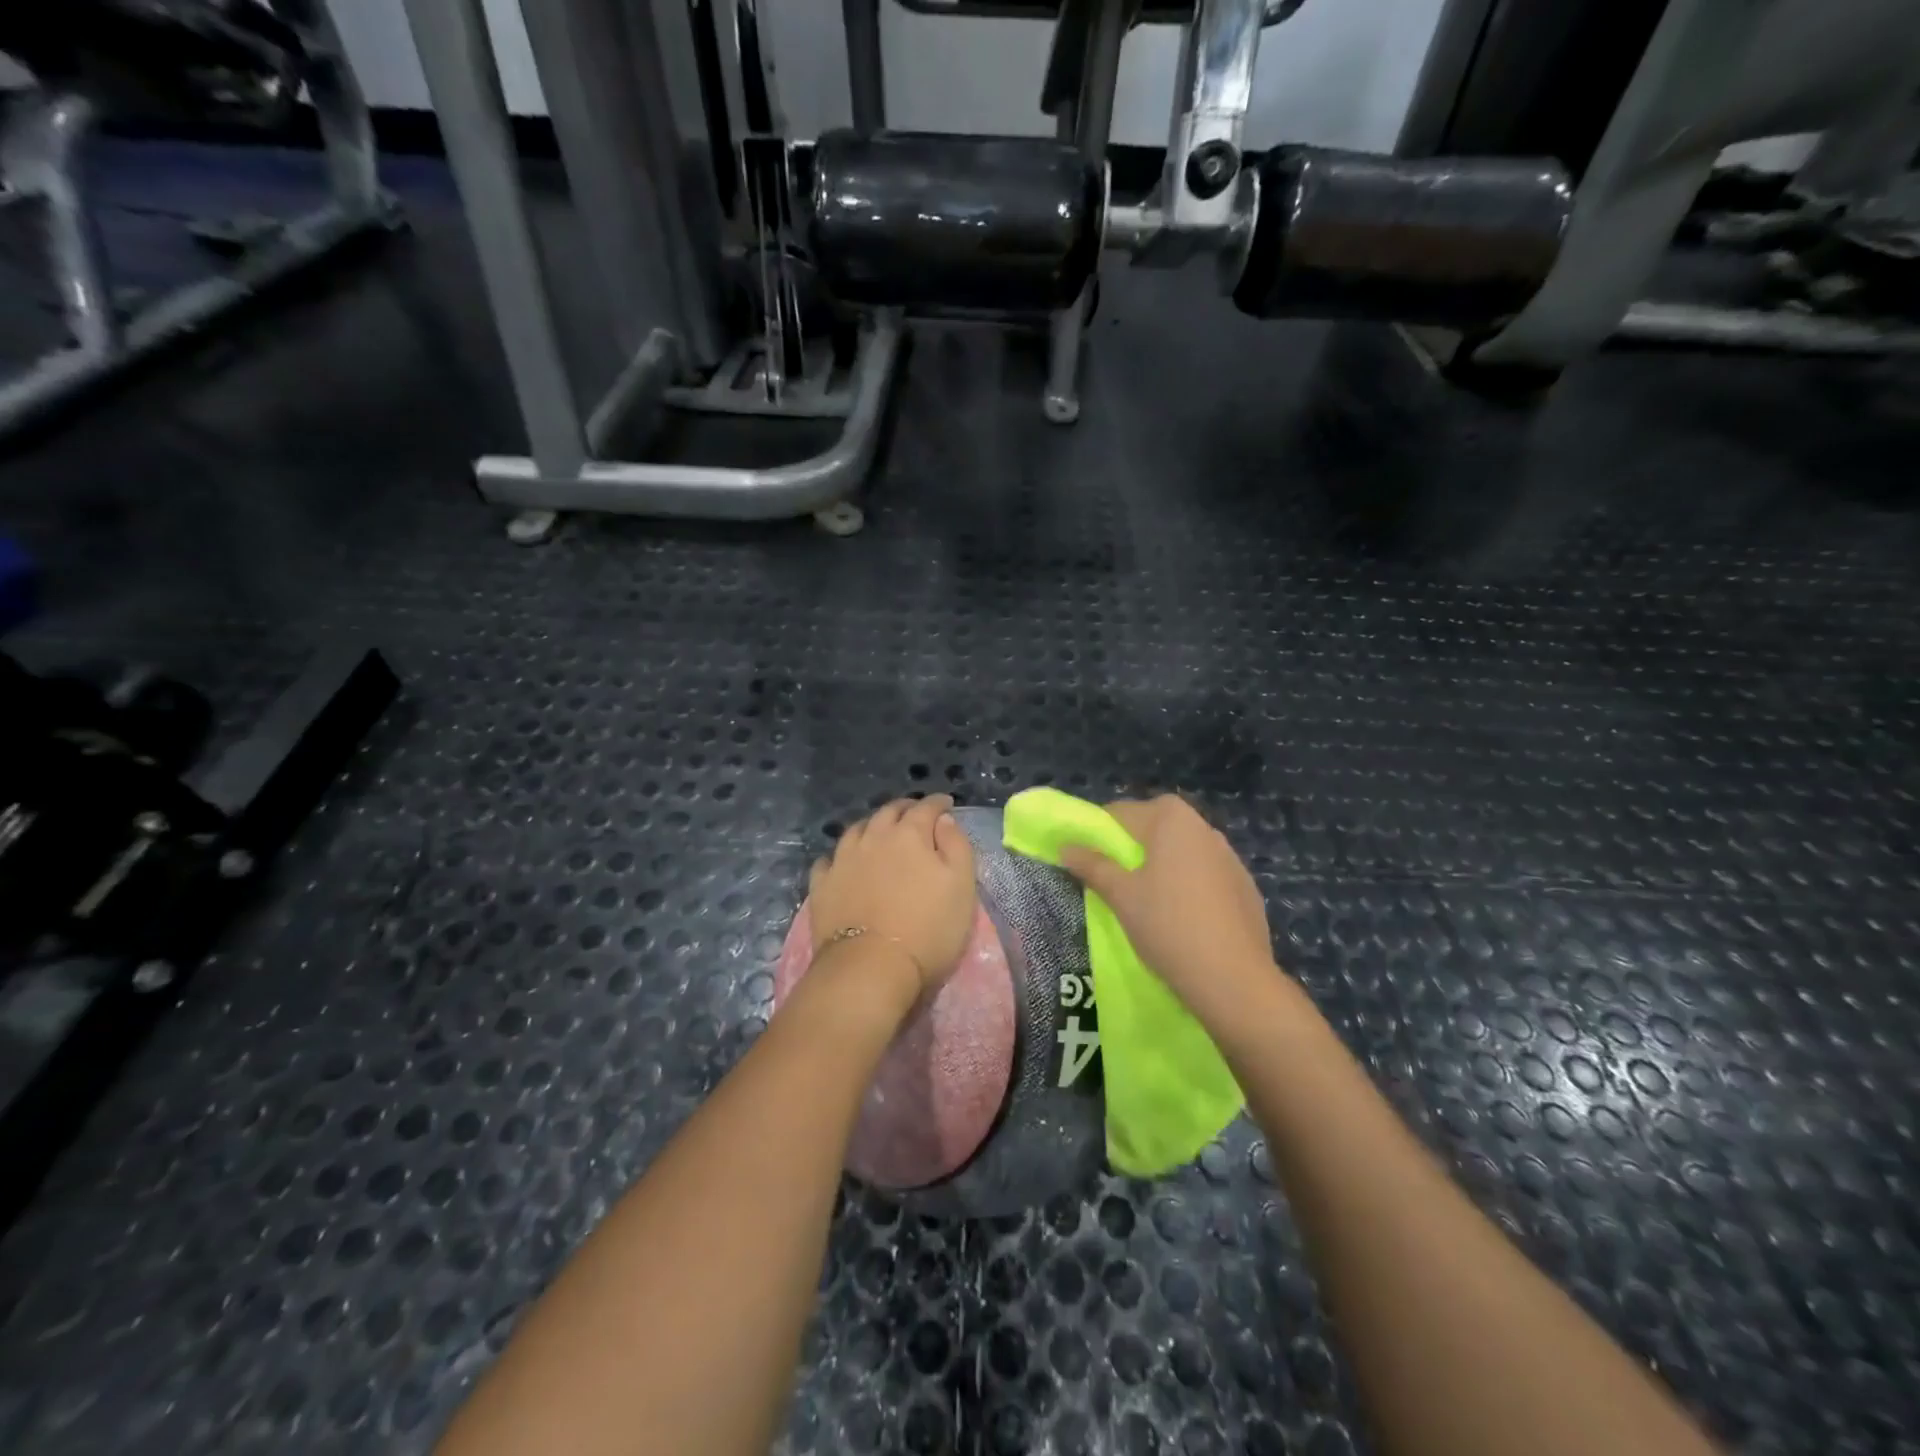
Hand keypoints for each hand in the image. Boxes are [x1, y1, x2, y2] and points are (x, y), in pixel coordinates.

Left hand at [809, 795, 976, 997]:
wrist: (871, 967)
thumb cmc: (928, 929)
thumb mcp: (961, 886)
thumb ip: (956, 846)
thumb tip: (943, 819)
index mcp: (910, 835)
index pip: (926, 808)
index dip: (938, 803)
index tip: (947, 804)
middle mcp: (873, 838)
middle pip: (888, 812)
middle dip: (905, 808)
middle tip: (915, 814)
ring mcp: (843, 860)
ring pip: (856, 830)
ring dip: (872, 826)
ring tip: (879, 832)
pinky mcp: (822, 885)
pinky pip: (828, 860)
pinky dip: (840, 856)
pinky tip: (843, 862)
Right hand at [1060, 795, 1280, 1035]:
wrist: (1233, 978)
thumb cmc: (1167, 925)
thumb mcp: (1121, 895)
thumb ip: (1092, 865)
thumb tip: (1066, 847)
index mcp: (1172, 819)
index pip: (1121, 813)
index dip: (1098, 834)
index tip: (1086, 861)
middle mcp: (1204, 827)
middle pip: (1154, 828)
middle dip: (1130, 849)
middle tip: (1113, 881)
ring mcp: (1230, 857)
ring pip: (1181, 852)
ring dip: (1161, 865)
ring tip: (1146, 901)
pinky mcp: (1244, 886)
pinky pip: (1204, 875)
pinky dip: (1187, 885)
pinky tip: (1182, 917)